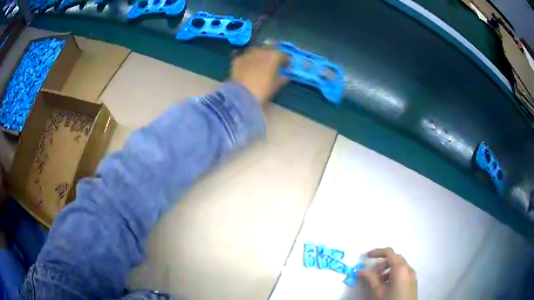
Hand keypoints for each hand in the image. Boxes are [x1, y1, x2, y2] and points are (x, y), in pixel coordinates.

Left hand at [231, 47, 288, 105]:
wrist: (241, 95)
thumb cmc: (262, 90)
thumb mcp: (276, 85)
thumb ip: (283, 78)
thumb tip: (286, 75)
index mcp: (274, 56)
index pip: (283, 55)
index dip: (286, 60)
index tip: (287, 66)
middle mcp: (261, 51)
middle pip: (269, 48)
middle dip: (273, 54)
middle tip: (274, 61)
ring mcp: (248, 54)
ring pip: (256, 50)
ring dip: (260, 54)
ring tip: (261, 61)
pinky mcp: (238, 60)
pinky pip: (245, 57)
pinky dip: (249, 60)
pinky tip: (248, 65)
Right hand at [359, 248, 416, 299]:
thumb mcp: (379, 291)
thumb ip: (370, 279)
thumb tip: (361, 270)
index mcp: (400, 268)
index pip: (389, 252)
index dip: (377, 252)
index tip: (367, 256)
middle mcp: (408, 268)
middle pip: (394, 259)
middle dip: (382, 264)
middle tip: (372, 274)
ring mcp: (412, 274)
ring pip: (399, 266)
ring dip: (387, 270)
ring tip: (378, 282)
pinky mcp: (413, 281)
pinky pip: (403, 272)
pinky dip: (394, 274)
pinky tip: (387, 286)